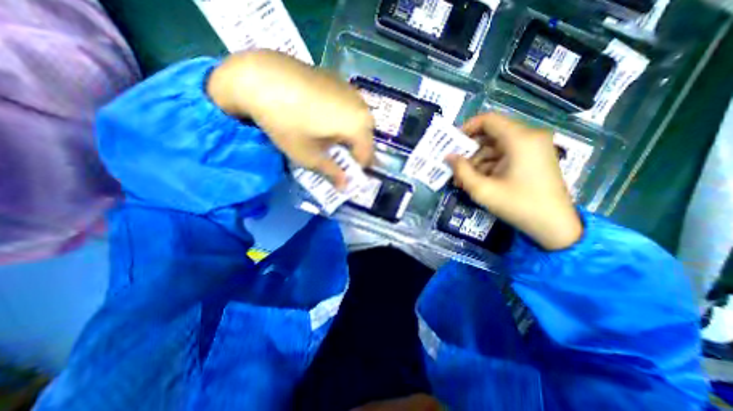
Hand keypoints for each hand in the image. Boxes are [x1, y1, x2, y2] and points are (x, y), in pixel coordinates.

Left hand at [208, 48, 373, 187]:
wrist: (260, 76)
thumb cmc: (287, 122)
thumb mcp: (309, 155)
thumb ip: (331, 172)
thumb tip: (344, 187)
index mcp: (359, 125)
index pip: (367, 156)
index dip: (356, 169)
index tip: (343, 175)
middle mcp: (362, 106)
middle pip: (365, 137)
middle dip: (353, 151)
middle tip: (336, 158)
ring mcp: (350, 90)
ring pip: (358, 121)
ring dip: (349, 135)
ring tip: (329, 139)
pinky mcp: (337, 80)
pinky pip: (348, 106)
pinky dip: (342, 118)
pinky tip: (323, 118)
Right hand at [447, 111, 583, 249]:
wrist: (554, 226)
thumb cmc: (518, 205)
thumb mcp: (483, 189)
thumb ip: (461, 170)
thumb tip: (448, 157)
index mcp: (520, 139)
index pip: (488, 120)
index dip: (467, 128)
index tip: (452, 143)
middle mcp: (529, 137)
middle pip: (491, 134)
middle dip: (469, 150)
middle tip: (454, 165)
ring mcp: (533, 148)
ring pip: (496, 146)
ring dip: (477, 160)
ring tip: (463, 178)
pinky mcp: (533, 158)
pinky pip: (505, 155)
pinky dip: (489, 165)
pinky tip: (477, 180)